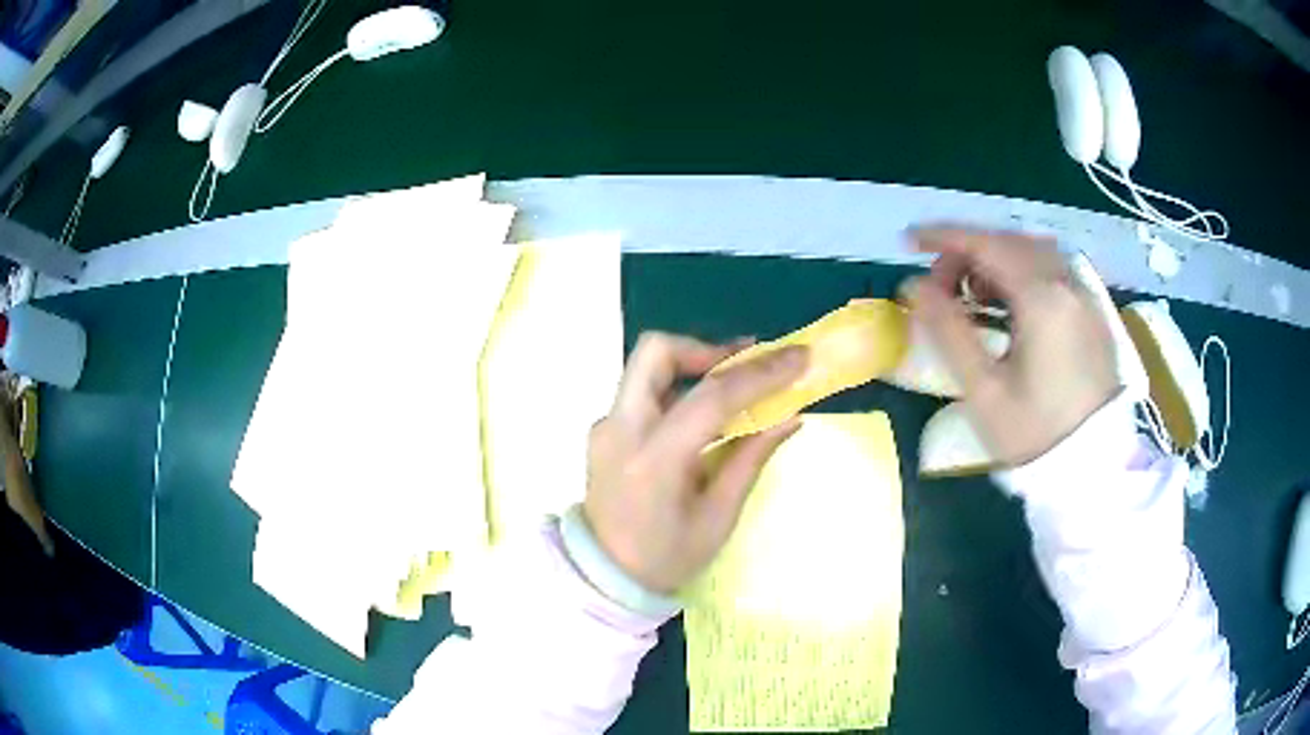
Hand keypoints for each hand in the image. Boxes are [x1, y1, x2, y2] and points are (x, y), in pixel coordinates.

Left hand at [584, 333, 807, 593]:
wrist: (604, 577)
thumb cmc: (666, 558)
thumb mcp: (718, 517)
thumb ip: (750, 458)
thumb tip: (791, 414)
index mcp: (653, 461)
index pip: (710, 398)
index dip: (759, 373)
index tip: (799, 356)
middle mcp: (621, 430)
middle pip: (656, 352)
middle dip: (707, 348)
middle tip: (748, 361)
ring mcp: (606, 426)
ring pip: (646, 367)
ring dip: (692, 363)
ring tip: (735, 380)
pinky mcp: (604, 430)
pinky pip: (642, 391)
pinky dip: (677, 387)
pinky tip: (703, 412)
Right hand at [907, 226, 1119, 465]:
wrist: (1093, 468)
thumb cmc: (1036, 434)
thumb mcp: (984, 391)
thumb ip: (948, 331)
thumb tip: (914, 287)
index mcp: (1042, 299)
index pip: (986, 245)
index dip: (943, 236)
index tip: (909, 240)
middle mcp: (1066, 285)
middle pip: (1009, 241)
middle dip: (968, 252)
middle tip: (940, 285)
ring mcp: (1084, 297)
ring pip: (1033, 252)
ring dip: (996, 259)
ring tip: (972, 294)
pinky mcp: (1092, 314)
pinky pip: (1052, 271)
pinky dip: (1022, 272)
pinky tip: (1009, 304)